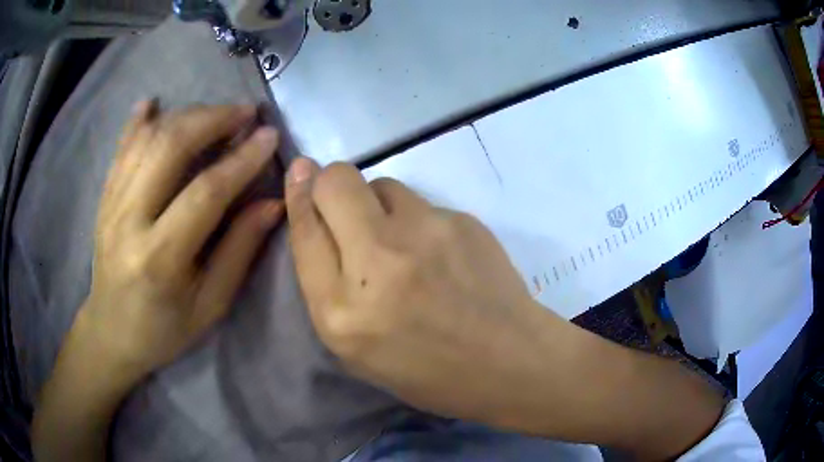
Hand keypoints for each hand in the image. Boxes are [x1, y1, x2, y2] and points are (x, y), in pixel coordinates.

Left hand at [82, 100, 283, 378]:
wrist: (111, 330)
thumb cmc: (164, 328)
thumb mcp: (210, 305)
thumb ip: (239, 251)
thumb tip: (272, 203)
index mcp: (160, 258)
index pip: (205, 192)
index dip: (241, 160)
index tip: (269, 136)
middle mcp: (129, 221)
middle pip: (170, 148)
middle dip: (213, 120)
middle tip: (245, 113)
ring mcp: (112, 203)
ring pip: (147, 139)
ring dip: (186, 115)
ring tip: (215, 113)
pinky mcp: (104, 197)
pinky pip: (121, 148)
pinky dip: (138, 121)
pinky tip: (153, 104)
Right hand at [284, 157, 563, 424]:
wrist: (508, 361)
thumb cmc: (426, 370)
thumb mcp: (357, 349)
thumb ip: (326, 287)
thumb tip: (315, 219)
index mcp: (342, 311)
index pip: (304, 229)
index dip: (298, 195)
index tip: (299, 173)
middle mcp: (379, 261)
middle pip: (337, 181)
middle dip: (330, 183)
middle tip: (344, 207)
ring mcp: (427, 234)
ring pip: (383, 185)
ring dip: (378, 206)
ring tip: (402, 244)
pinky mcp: (462, 220)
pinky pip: (422, 204)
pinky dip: (418, 222)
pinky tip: (440, 254)